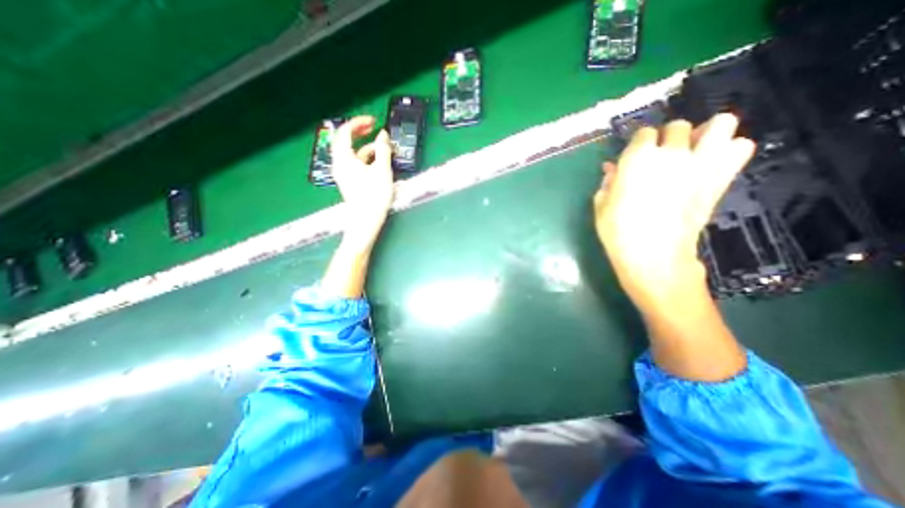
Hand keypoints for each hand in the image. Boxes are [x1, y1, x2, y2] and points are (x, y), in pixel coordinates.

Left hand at [330, 113, 392, 249]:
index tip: (373, 121)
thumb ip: (383, 149)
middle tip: (373, 127)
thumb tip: (383, 134)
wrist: (366, 221)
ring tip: (381, 147)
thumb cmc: (374, 196)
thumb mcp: (382, 170)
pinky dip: (364, 158)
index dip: (358, 122)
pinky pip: (354, 163)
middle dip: (359, 132)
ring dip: (365, 146)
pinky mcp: (349, 181)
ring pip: (351, 153)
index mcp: (344, 158)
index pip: (345, 132)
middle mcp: (340, 164)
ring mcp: (343, 174)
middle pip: (345, 141)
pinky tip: (377, 162)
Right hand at [596, 114, 756, 308]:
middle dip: (668, 137)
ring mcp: (701, 164)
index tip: (636, 157)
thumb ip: (608, 181)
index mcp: (637, 159)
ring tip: (693, 150)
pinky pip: (741, 148)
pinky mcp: (720, 179)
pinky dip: (729, 151)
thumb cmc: (618, 231)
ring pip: (720, 124)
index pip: (644, 133)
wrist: (653, 255)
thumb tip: (612, 168)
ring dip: (706, 133)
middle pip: (678, 126)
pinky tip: (712, 164)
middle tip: (661, 156)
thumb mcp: (602, 205)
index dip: (639, 144)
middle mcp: (672, 153)